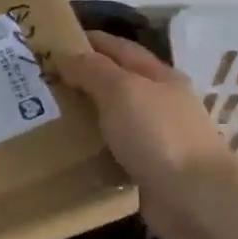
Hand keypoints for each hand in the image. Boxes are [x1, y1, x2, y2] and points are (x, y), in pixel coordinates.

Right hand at [62, 31, 237, 238]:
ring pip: (114, 120)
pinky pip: (114, 154)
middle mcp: (160, 104)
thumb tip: (68, 54)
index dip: (91, 42)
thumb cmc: (158, 134)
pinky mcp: (149, 172)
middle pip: (118, 84)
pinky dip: (94, 150)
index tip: (55, 41)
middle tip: (43, 81)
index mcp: (159, 77)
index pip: (120, 49)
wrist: (194, 197)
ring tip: (48, 116)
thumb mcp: (122, 91)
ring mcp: (156, 139)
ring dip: (87, 116)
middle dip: (84, 79)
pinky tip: (70, 153)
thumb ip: (94, 71)